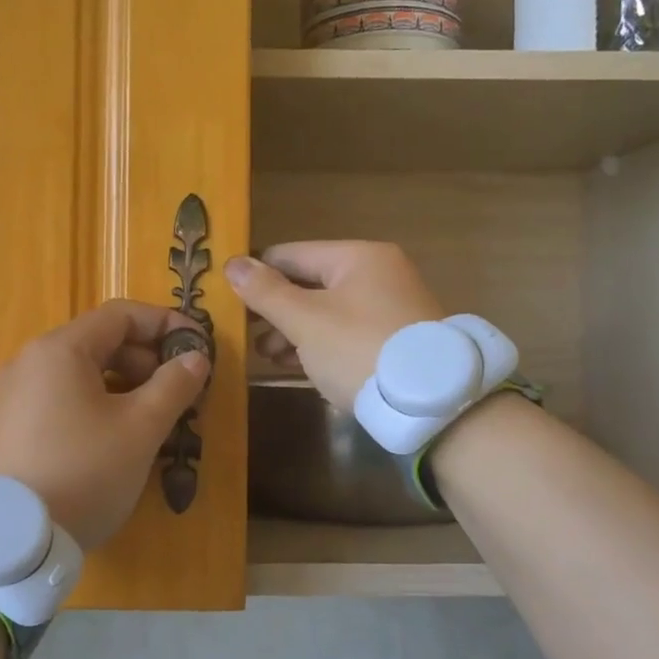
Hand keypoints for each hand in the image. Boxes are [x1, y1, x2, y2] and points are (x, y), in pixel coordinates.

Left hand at [0, 300, 210, 550]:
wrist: (9, 541)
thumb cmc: (84, 472)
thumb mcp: (141, 429)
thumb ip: (173, 386)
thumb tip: (195, 358)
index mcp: (60, 350)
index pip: (121, 315)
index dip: (165, 324)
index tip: (197, 347)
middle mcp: (26, 362)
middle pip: (96, 343)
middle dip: (144, 360)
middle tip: (176, 392)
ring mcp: (7, 397)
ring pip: (75, 376)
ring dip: (119, 386)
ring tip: (147, 420)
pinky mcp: (0, 430)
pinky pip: (53, 401)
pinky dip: (88, 407)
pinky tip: (105, 442)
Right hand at [225, 242, 444, 407]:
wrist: (431, 404)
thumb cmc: (359, 350)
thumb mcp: (305, 321)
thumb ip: (266, 292)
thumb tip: (232, 264)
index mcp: (357, 257)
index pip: (290, 254)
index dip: (256, 274)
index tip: (226, 298)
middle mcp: (377, 273)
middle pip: (309, 283)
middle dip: (275, 309)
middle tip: (245, 335)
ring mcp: (389, 308)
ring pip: (327, 311)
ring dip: (294, 331)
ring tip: (267, 356)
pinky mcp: (394, 340)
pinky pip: (345, 333)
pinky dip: (320, 345)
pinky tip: (296, 365)